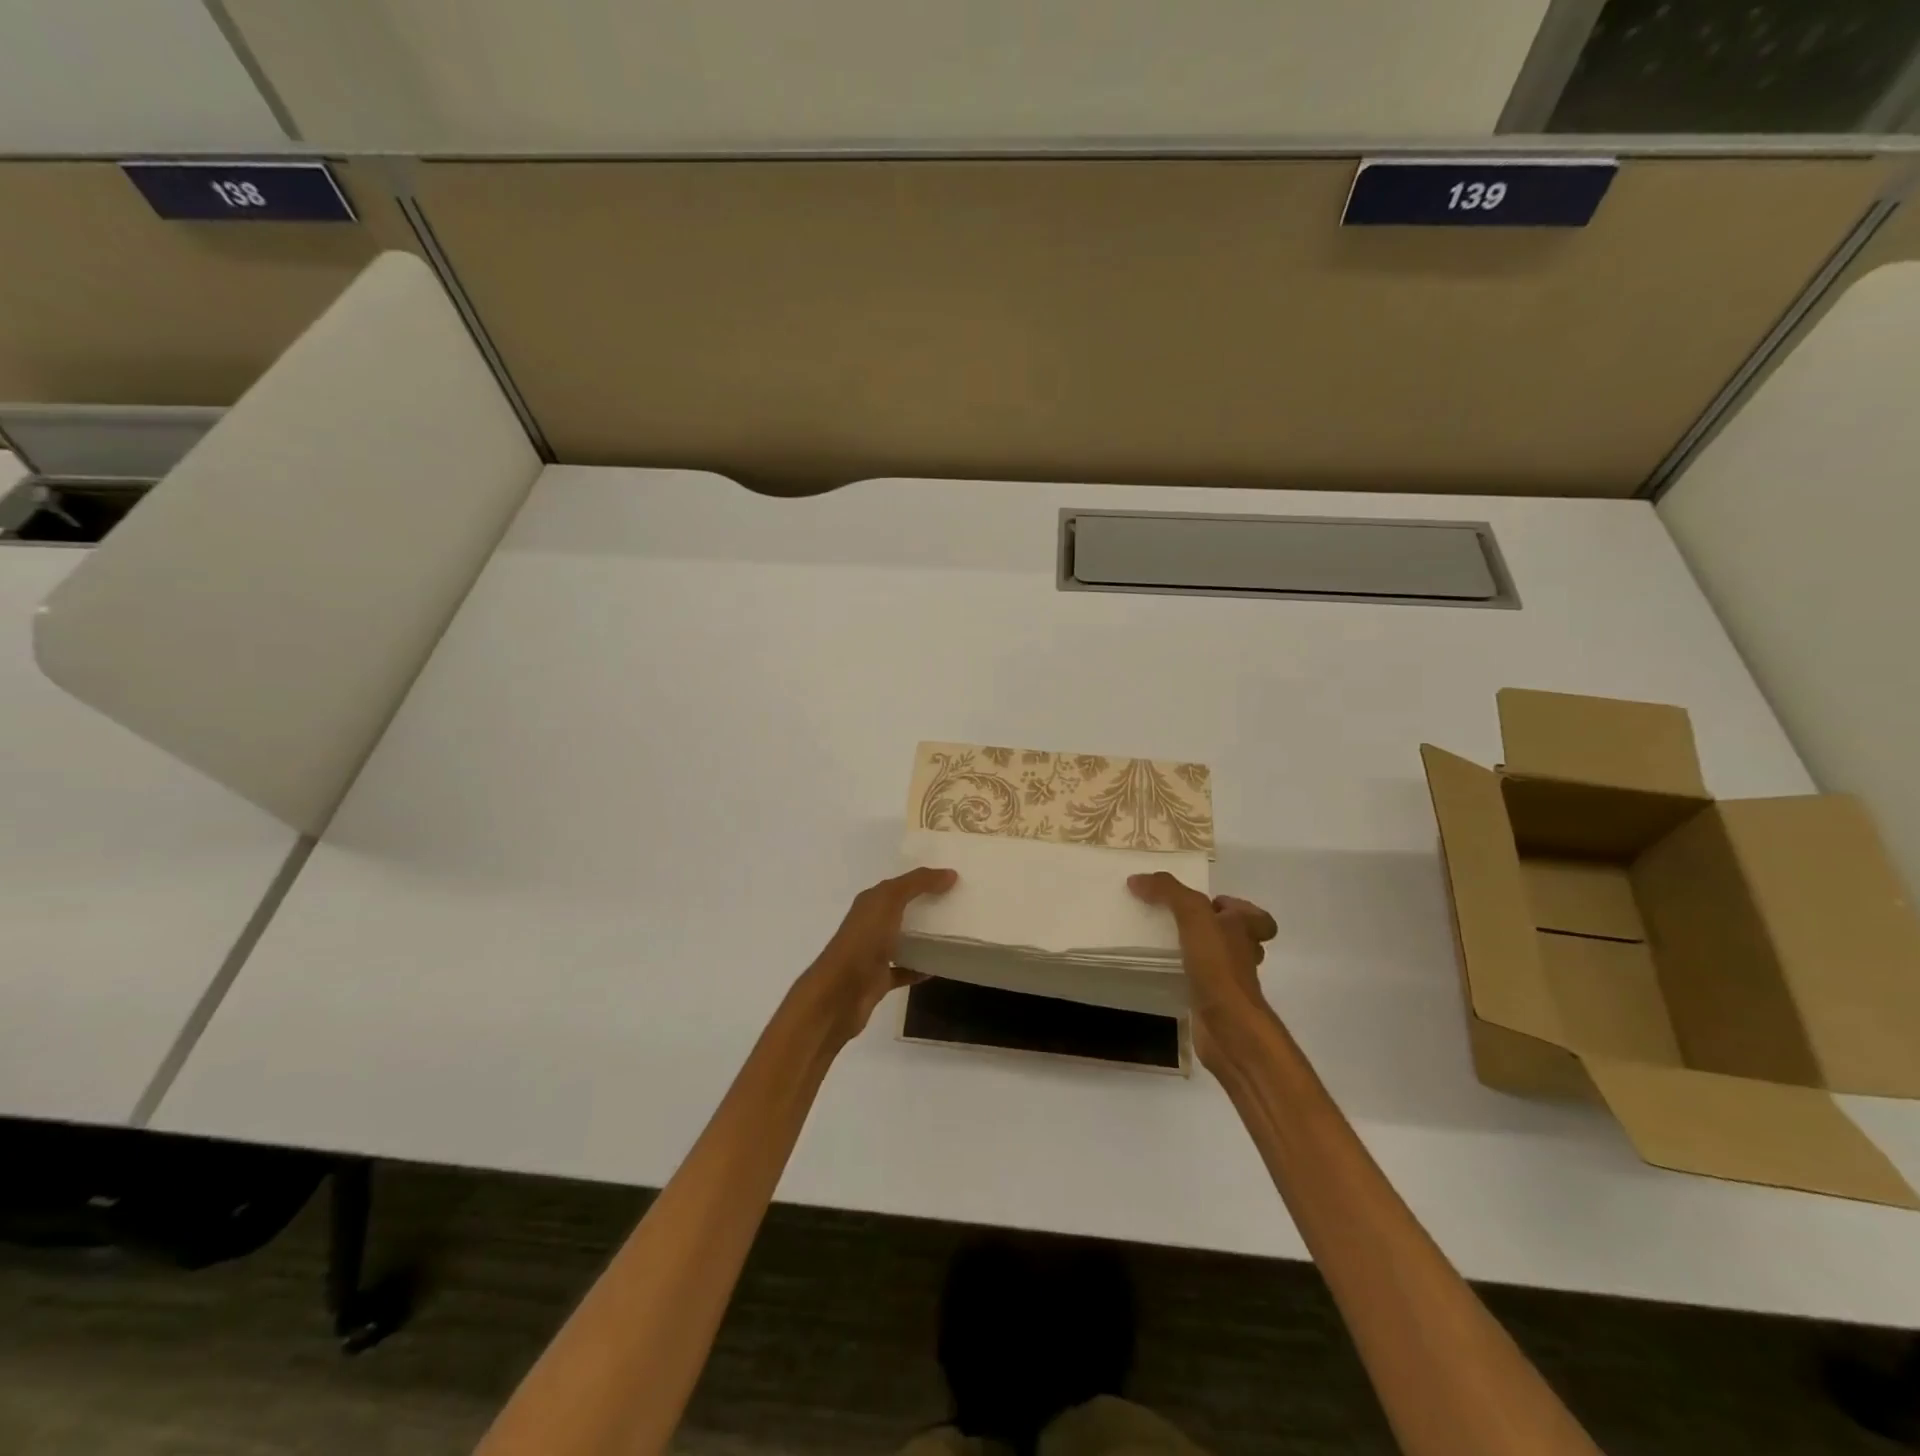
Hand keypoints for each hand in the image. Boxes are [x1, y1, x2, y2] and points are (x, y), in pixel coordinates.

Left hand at [800, 867, 957, 1043]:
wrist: (841, 993)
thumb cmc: (864, 940)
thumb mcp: (890, 901)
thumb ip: (918, 883)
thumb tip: (950, 873)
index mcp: (870, 903)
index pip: (897, 885)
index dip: (921, 879)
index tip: (952, 878)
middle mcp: (870, 925)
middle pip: (901, 911)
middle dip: (924, 907)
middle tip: (957, 904)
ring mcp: (873, 953)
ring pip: (902, 940)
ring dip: (923, 938)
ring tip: (953, 933)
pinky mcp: (879, 980)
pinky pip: (904, 970)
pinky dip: (920, 968)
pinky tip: (940, 967)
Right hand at [1128, 872, 1277, 1070]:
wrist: (1229, 1029)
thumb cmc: (1219, 967)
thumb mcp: (1193, 916)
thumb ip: (1168, 892)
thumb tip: (1137, 879)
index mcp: (1245, 931)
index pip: (1258, 918)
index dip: (1240, 909)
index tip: (1210, 905)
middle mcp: (1242, 955)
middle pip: (1236, 938)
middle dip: (1211, 930)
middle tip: (1178, 922)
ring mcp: (1230, 983)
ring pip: (1217, 961)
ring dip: (1196, 953)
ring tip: (1163, 944)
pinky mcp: (1213, 1004)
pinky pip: (1199, 984)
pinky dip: (1184, 978)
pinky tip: (1161, 973)